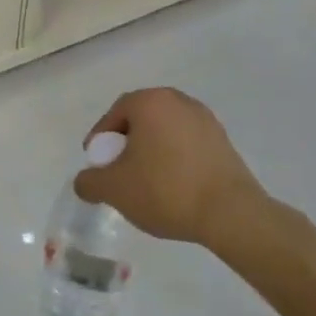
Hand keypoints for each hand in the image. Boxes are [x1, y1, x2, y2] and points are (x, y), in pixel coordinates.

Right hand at [73, 88, 278, 256]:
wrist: (230, 214)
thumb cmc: (165, 190)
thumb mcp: (114, 189)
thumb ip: (89, 181)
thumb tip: (85, 181)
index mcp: (151, 102)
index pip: (115, 113)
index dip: (101, 138)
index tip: (98, 163)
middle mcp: (179, 101)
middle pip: (141, 119)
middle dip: (126, 143)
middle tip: (119, 171)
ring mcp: (206, 120)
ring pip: (165, 132)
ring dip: (151, 151)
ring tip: (146, 182)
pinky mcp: (224, 142)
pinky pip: (187, 144)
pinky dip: (174, 159)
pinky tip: (173, 186)